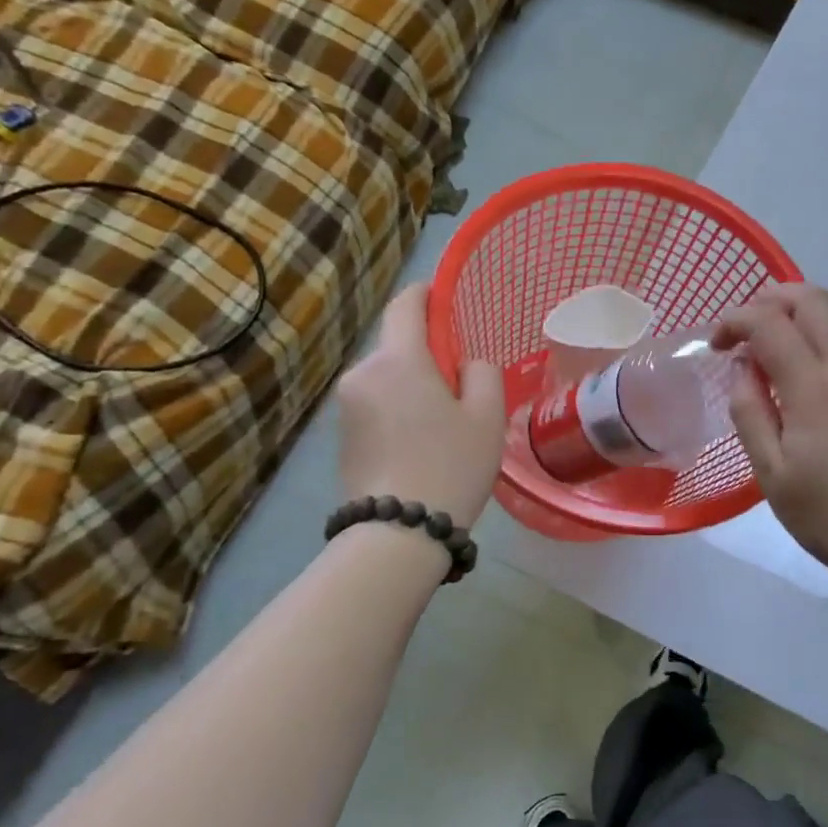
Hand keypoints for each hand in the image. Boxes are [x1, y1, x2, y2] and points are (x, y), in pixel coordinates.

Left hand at [333, 283, 504, 527]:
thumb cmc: (451, 465)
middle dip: (427, 353)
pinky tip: (419, 442)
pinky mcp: (340, 436)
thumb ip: (481, 372)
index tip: (444, 297)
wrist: (397, 532)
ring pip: (387, 377)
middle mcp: (362, 373)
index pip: (406, 305)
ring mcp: (346, 406)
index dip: (426, 294)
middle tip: (461, 383)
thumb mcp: (487, 415)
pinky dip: (397, 409)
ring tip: (443, 422)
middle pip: (397, 345)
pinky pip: (375, 404)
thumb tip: (465, 366)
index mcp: (398, 360)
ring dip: (412, 385)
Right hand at [715, 285, 827, 589]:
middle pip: (813, 300)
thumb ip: (750, 412)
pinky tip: (786, 385)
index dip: (736, 320)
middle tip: (741, 331)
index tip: (715, 346)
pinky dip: (806, 345)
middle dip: (770, 298)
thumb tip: (744, 370)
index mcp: (816, 389)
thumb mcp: (770, 472)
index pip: (772, 322)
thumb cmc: (825, 514)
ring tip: (758, 359)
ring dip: (789, 320)